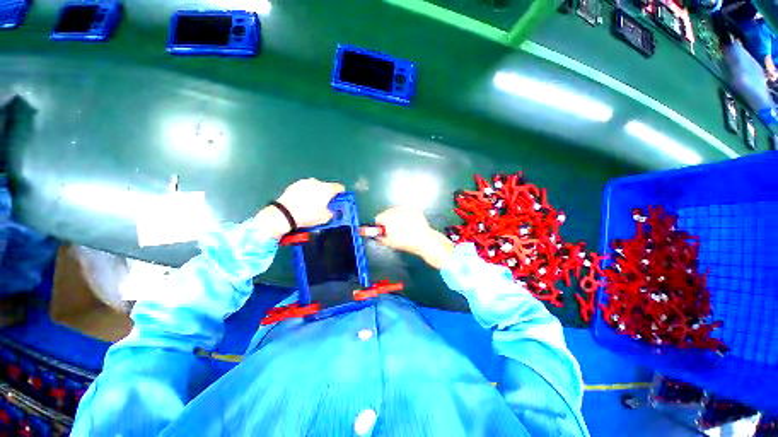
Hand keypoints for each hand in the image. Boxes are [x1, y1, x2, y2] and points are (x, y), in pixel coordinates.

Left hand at [256, 178, 344, 238]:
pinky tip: (302, 203)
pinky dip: (305, 194)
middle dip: (327, 194)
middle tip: (325, 205)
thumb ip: (331, 212)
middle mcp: (317, 182)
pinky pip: (304, 188)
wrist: (285, 214)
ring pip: (315, 187)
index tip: (339, 200)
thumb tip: (330, 211)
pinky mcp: (294, 185)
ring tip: (311, 204)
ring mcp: (304, 182)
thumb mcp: (325, 218)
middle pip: (326, 187)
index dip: (341, 194)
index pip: (339, 187)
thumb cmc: (308, 215)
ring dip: (316, 193)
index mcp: (327, 189)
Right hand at [375, 207, 454, 268]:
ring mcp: (406, 209)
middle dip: (388, 220)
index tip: (383, 231)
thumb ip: (380, 238)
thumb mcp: (389, 243)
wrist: (424, 240)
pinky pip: (407, 212)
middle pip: (387, 213)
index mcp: (387, 218)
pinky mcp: (414, 210)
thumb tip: (377, 235)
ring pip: (397, 212)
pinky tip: (411, 225)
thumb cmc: (405, 242)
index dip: (380, 226)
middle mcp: (395, 210)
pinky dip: (407, 217)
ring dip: (397, 218)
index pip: (378, 218)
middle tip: (394, 230)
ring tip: (404, 228)